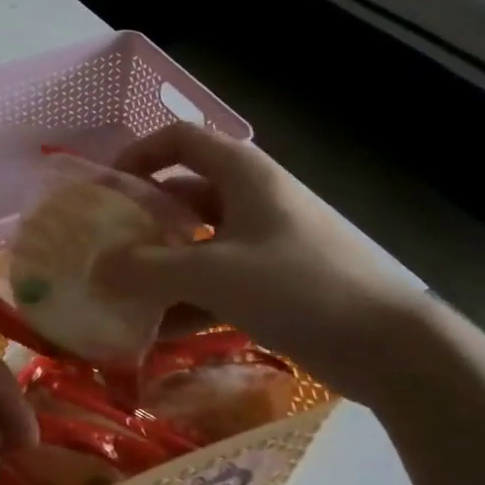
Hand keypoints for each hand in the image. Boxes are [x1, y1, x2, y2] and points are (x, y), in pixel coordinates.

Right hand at [95, 123, 428, 394]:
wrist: (387, 345)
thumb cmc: (297, 287)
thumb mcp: (212, 274)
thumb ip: (147, 269)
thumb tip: (97, 267)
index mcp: (244, 175)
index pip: (182, 139)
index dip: (140, 153)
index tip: (107, 187)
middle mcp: (253, 199)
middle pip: (185, 192)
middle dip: (143, 217)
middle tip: (107, 245)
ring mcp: (265, 241)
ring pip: (198, 241)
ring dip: (161, 264)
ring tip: (122, 291)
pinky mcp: (274, 281)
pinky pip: (217, 279)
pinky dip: (187, 298)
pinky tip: (157, 330)